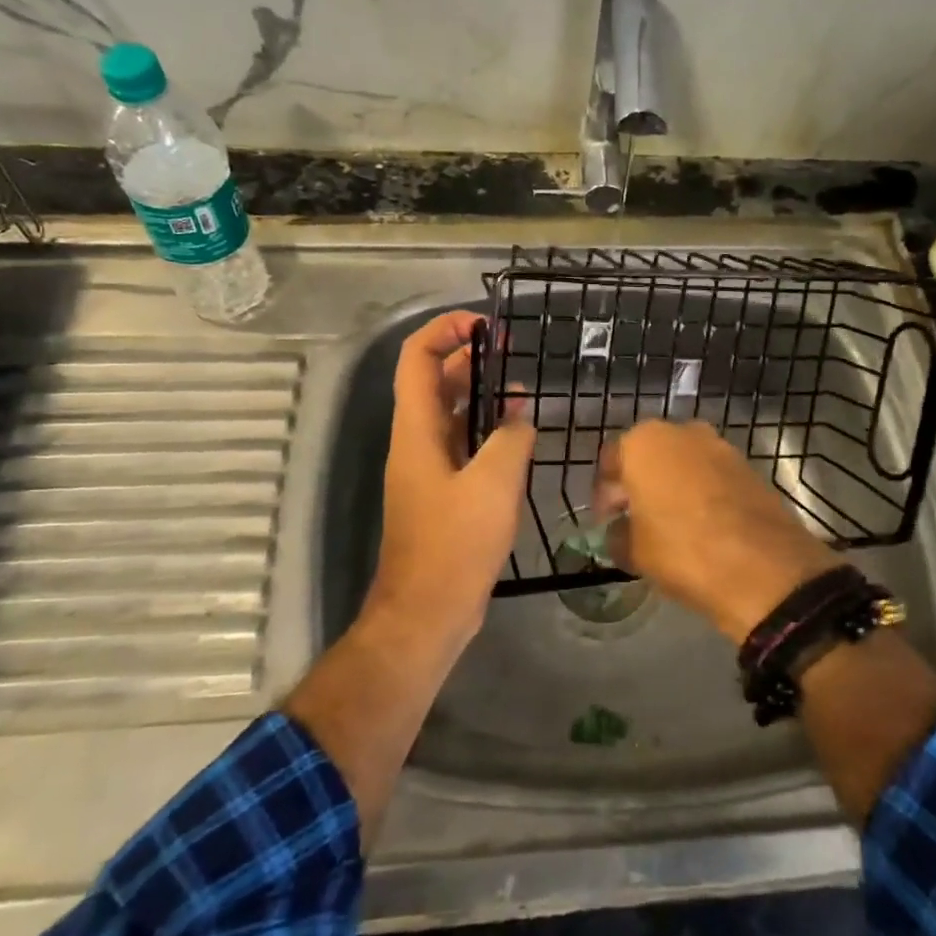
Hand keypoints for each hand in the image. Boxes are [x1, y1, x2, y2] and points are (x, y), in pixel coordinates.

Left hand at [368, 311, 534, 647]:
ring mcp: (428, 468)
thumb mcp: (494, 485)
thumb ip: (510, 440)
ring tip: (520, 387)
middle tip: (508, 348)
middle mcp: (416, 441)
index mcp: (417, 430)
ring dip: (480, 395)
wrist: (428, 611)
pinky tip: (517, 435)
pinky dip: (486, 431)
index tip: (483, 325)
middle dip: (468, 358)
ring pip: (450, 415)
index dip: (444, 331)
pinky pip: (462, 446)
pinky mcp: (442, 492)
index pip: (417, 359)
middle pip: (434, 382)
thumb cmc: (455, 544)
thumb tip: (518, 419)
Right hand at [596, 420, 840, 642]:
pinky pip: (712, 476)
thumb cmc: (683, 551)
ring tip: (670, 526)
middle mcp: (682, 432)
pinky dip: (702, 493)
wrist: (765, 568)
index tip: (606, 523)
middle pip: (649, 456)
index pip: (610, 460)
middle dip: (639, 485)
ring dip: (672, 487)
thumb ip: (617, 535)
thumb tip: (619, 532)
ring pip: (683, 464)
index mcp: (644, 442)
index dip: (605, 494)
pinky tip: (703, 526)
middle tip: (635, 521)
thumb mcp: (633, 551)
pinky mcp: (749, 466)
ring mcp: (721, 446)